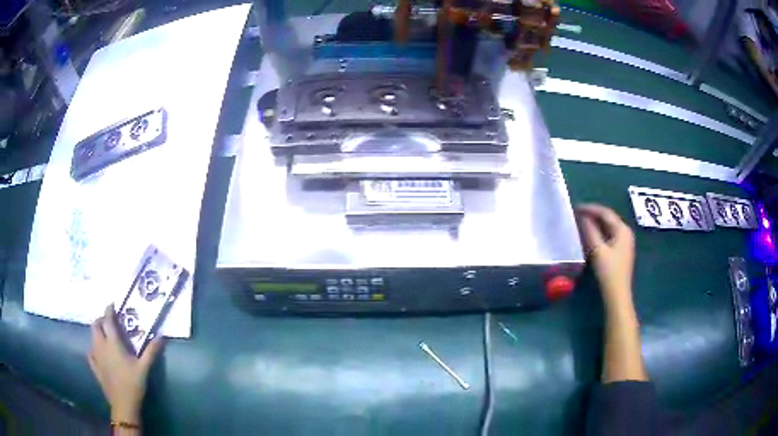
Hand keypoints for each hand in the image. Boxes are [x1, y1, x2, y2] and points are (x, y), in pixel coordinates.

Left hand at [88, 305, 162, 422]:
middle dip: (101, 320)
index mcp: (112, 343)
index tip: (112, 305)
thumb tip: (161, 336)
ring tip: (105, 335)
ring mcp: (96, 356)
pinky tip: (97, 352)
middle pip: (95, 326)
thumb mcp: (144, 368)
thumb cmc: (133, 384)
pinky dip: (93, 347)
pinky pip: (90, 352)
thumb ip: (151, 351)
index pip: (107, 320)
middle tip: (108, 321)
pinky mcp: (95, 367)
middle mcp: (101, 345)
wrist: (123, 404)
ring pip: (92, 337)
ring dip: (97, 332)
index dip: (109, 310)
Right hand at [577, 204, 635, 309]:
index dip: (590, 208)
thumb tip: (582, 217)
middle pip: (608, 218)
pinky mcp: (621, 251)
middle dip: (593, 214)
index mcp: (622, 229)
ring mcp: (625, 242)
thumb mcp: (598, 249)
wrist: (617, 293)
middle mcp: (625, 232)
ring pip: (608, 227)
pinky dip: (599, 232)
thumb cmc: (609, 271)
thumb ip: (590, 231)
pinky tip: (590, 235)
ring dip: (595, 223)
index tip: (575, 207)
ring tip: (581, 222)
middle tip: (577, 214)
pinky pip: (609, 235)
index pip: (605, 212)